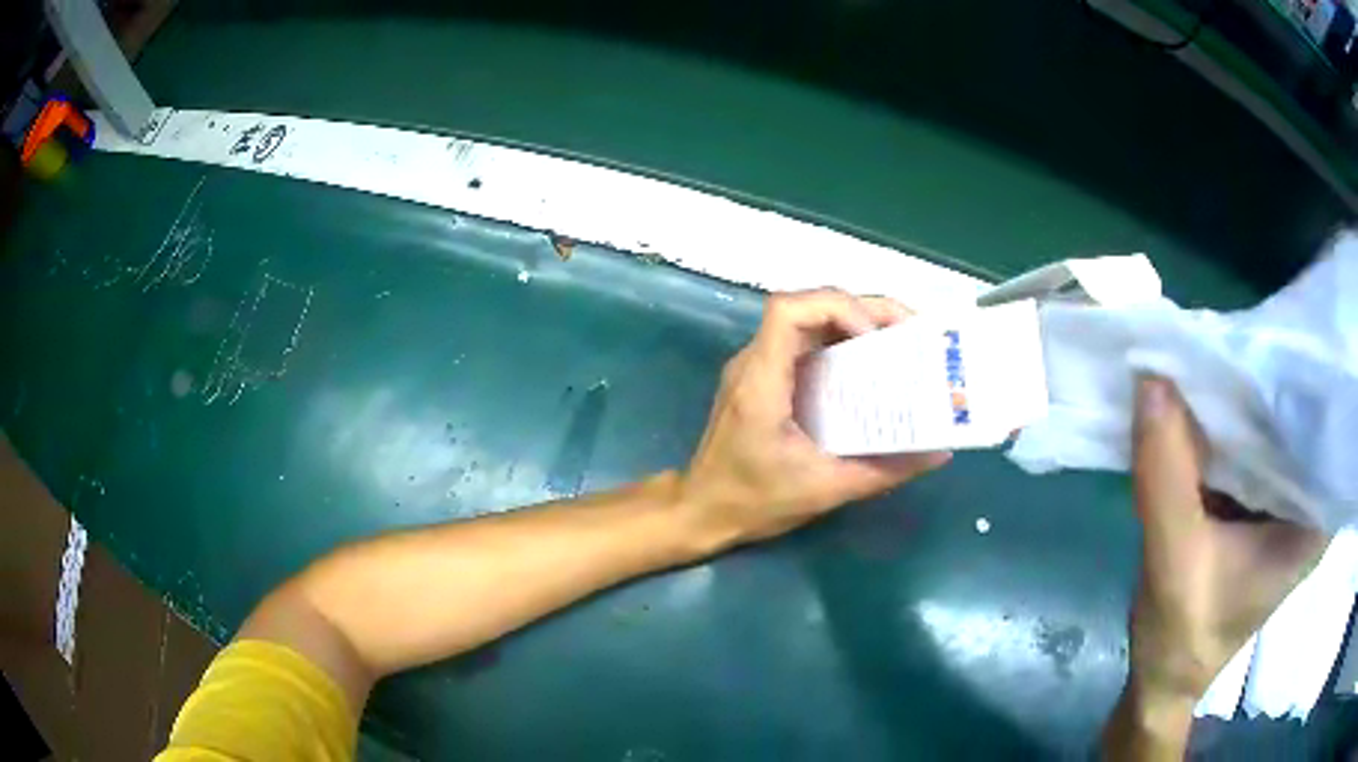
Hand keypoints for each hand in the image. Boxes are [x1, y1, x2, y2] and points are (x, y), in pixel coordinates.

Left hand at [678, 289, 951, 548]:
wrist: (702, 511)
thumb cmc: (753, 502)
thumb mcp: (826, 491)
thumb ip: (885, 472)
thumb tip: (938, 453)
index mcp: (761, 382)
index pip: (787, 311)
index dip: (836, 307)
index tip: (874, 337)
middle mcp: (755, 362)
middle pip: (806, 306)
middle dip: (862, 310)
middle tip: (910, 332)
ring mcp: (756, 367)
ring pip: (808, 321)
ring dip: (854, 322)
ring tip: (899, 343)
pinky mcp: (765, 379)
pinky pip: (806, 344)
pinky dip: (841, 343)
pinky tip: (870, 366)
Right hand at [1127, 376, 1326, 701]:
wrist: (1160, 681)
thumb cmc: (1180, 640)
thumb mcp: (1173, 564)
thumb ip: (1166, 477)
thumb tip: (1151, 379)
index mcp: (1313, 522)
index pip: (1319, 426)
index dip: (1290, 380)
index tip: (1252, 346)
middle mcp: (1310, 503)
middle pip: (1296, 421)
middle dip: (1261, 384)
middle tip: (1221, 344)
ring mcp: (1287, 503)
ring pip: (1273, 430)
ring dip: (1241, 403)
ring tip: (1212, 360)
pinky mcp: (1262, 504)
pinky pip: (1252, 447)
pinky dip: (1227, 428)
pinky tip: (1205, 403)